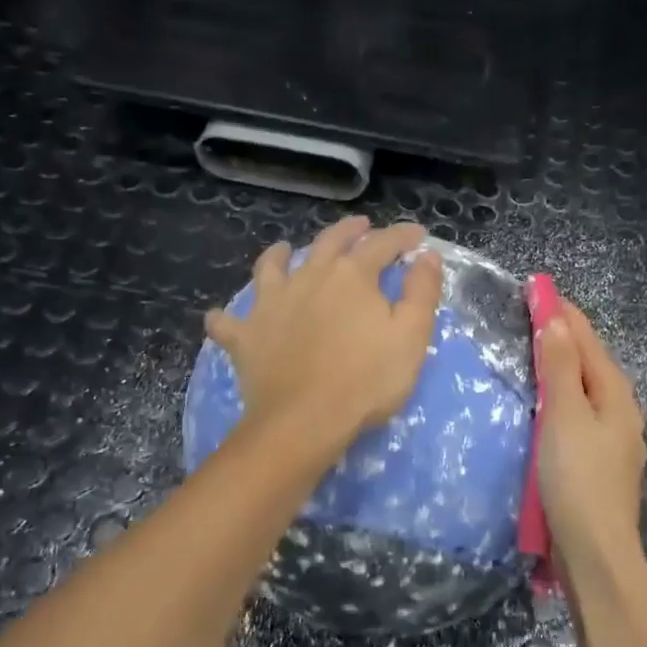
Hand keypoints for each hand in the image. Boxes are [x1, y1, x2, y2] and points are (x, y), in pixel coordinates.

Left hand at [205, 217, 442, 447]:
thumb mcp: (411, 336)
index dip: (402, 236)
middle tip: (361, 226)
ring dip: (279, 255)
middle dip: (348, 231)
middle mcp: (308, 277)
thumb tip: (425, 256)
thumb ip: (422, 292)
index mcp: (352, 276)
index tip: (417, 235)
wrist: (304, 420)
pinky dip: (224, 318)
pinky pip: (227, 323)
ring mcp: (271, 304)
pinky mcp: (245, 336)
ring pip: (271, 268)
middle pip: (328, 242)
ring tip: (283, 249)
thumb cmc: (366, 380)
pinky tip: (221, 316)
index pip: (382, 244)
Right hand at [536, 301, 646, 583]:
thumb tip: (558, 319)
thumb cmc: (577, 478)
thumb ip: (562, 367)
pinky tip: (546, 402)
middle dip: (564, 334)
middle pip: (590, 361)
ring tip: (535, 349)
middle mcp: (621, 410)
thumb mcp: (565, 415)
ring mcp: (613, 438)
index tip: (537, 286)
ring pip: (585, 388)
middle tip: (531, 312)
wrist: (595, 551)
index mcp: (615, 394)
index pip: (587, 339)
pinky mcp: (599, 461)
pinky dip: (561, 395)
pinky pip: (579, 412)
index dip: (562, 312)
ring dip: (563, 364)